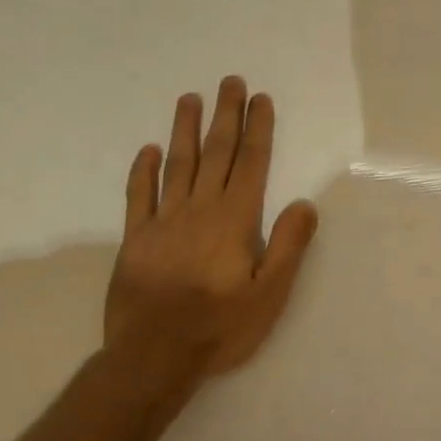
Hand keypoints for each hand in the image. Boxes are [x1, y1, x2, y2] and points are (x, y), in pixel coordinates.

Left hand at [103, 80, 318, 399]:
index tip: (260, 99)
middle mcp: (200, 211)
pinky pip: (139, 196)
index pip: (251, 164)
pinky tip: (149, 150)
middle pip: (216, 154)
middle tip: (230, 82)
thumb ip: (288, 246)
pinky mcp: (136, 240)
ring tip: (191, 98)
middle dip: (226, 116)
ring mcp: (163, 222)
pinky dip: (144, 171)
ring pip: (177, 165)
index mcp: (235, 221)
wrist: (153, 358)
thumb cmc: (220, 327)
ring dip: (185, 130)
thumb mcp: (270, 293)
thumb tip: (304, 204)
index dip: (257, 129)